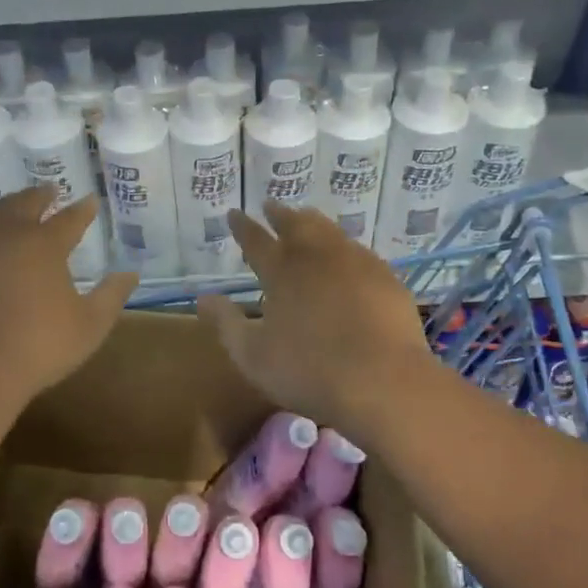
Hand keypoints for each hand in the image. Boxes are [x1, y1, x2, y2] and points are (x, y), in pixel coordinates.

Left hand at [0, 187, 136, 413]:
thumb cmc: (36, 348)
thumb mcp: (89, 326)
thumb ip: (111, 295)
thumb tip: (129, 272)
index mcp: (43, 244)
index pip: (69, 219)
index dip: (83, 210)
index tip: (90, 201)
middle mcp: (5, 233)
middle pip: (24, 204)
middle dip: (40, 196)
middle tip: (49, 191)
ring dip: (7, 207)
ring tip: (14, 207)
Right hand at [197, 204, 438, 431]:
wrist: (384, 381)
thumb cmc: (309, 371)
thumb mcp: (252, 355)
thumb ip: (226, 323)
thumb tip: (203, 298)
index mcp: (281, 272)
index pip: (256, 240)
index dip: (242, 227)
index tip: (234, 213)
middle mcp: (317, 256)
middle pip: (295, 224)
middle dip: (279, 214)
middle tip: (271, 205)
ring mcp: (355, 262)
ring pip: (329, 230)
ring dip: (312, 221)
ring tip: (305, 217)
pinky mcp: (385, 277)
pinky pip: (358, 249)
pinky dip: (343, 245)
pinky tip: (346, 253)